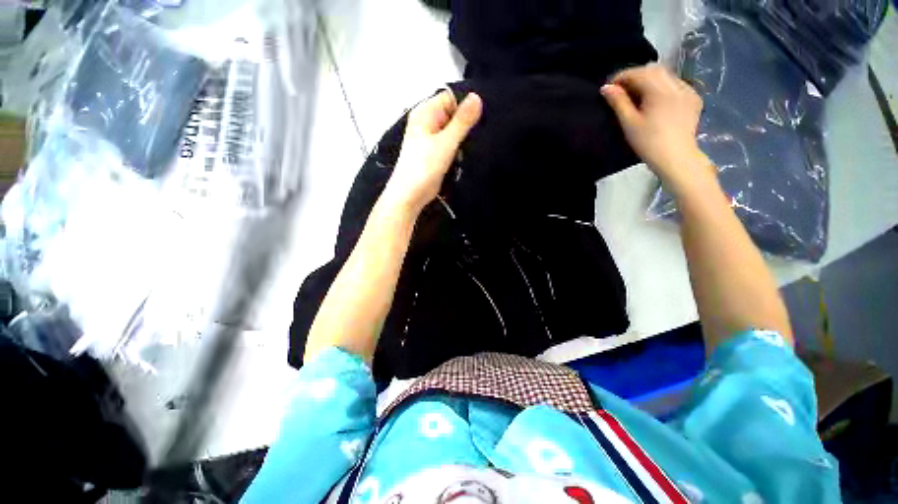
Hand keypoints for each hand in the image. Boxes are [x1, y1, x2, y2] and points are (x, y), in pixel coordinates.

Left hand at [382, 91, 482, 213]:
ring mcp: (431, 139)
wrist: (410, 195)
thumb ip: (462, 121)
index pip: (451, 98)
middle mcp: (428, 122)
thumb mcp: (446, 142)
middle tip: (480, 136)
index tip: (481, 119)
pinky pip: (451, 145)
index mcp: (425, 113)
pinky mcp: (435, 154)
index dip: (466, 106)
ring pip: (454, 132)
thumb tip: (477, 96)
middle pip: (453, 115)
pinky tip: (466, 156)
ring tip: (474, 148)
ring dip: (464, 139)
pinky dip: (459, 149)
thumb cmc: (424, 167)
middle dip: (466, 125)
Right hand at [601, 64, 711, 191]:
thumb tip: (606, 88)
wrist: (676, 158)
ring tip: (637, 95)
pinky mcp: (694, 98)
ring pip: (666, 75)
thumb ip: (618, 102)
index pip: (638, 73)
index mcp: (659, 89)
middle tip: (622, 90)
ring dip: (650, 80)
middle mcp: (676, 84)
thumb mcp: (629, 123)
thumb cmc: (648, 142)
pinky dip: (663, 87)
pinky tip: (656, 100)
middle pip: (654, 70)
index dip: (621, 77)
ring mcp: (688, 90)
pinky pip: (676, 84)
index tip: (609, 87)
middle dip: (636, 76)